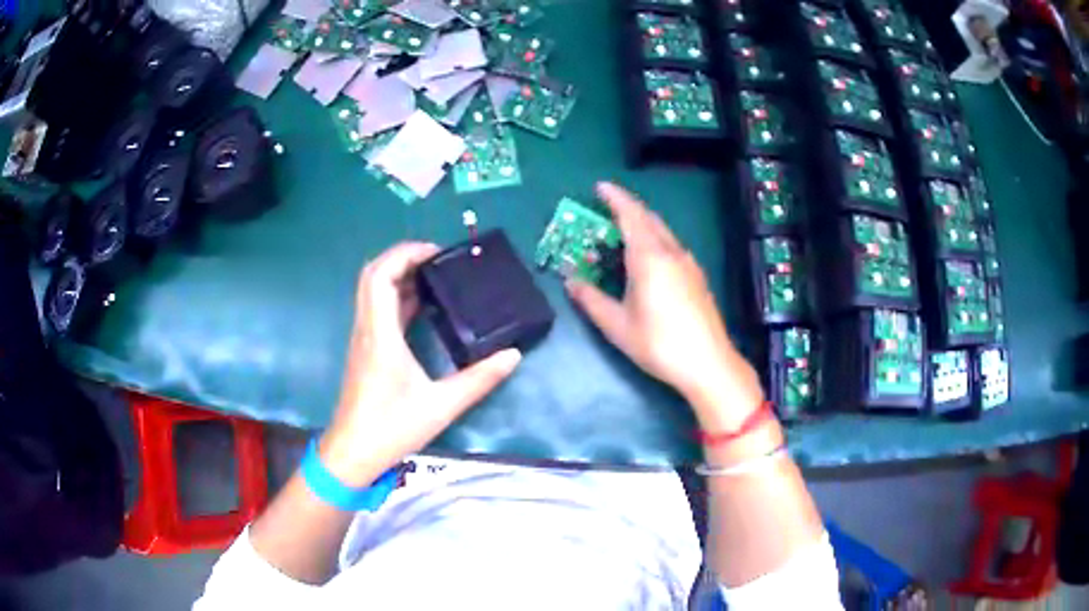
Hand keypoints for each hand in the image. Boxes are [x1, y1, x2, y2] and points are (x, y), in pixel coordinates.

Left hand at [320, 242, 521, 486]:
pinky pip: (378, 309)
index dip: (405, 253)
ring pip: (373, 290)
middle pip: (373, 274)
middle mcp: (367, 328)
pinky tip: (424, 307)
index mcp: (380, 333)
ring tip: (437, 276)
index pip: (381, 275)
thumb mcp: (441, 406)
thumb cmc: (392, 428)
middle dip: (403, 257)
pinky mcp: (366, 349)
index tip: (438, 252)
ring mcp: (364, 338)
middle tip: (439, 260)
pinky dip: (398, 296)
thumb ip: (479, 380)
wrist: (353, 453)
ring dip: (400, 275)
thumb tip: (512, 354)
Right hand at [567, 183, 763, 429]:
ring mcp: (688, 264)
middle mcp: (671, 252)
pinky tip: (647, 261)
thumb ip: (591, 299)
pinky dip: (654, 241)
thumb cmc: (659, 343)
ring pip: (663, 232)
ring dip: (642, 225)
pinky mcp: (697, 277)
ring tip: (622, 235)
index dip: (614, 197)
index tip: (599, 187)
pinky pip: (672, 246)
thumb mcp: (617, 325)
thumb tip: (570, 281)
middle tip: (605, 211)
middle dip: (627, 209)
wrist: (708, 363)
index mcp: (650, 257)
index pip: (631, 214)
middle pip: (649, 219)